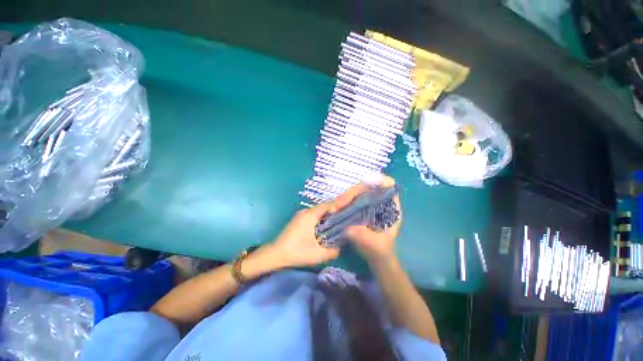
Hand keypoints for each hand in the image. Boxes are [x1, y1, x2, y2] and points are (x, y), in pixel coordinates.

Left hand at [272, 203, 339, 267]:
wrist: (276, 254)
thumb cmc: (297, 251)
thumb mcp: (318, 254)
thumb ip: (332, 251)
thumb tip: (340, 248)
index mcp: (310, 215)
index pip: (326, 205)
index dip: (337, 207)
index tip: (345, 213)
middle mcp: (305, 212)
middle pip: (322, 208)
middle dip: (332, 213)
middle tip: (341, 221)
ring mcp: (299, 215)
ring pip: (316, 212)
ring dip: (324, 217)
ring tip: (333, 225)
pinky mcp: (296, 220)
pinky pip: (311, 215)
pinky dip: (318, 219)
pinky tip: (321, 229)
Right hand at [336, 175, 401, 264]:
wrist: (377, 258)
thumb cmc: (380, 251)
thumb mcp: (374, 246)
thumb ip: (364, 237)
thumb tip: (348, 228)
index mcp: (391, 209)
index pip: (389, 186)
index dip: (379, 180)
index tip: (365, 183)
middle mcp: (380, 203)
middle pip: (367, 187)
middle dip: (352, 193)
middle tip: (339, 204)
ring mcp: (370, 205)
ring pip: (357, 193)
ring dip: (345, 197)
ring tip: (335, 208)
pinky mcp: (361, 208)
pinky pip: (352, 199)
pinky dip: (343, 202)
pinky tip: (336, 209)